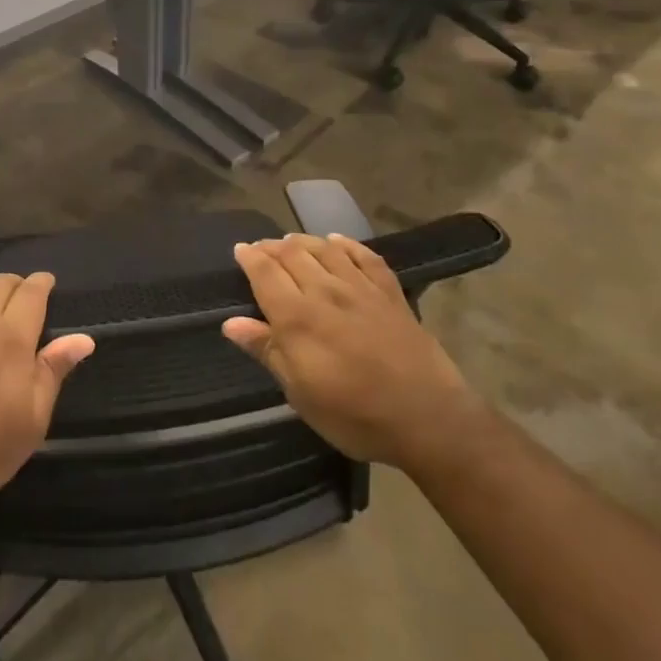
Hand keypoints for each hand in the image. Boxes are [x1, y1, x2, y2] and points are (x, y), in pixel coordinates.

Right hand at [223, 234, 479, 468]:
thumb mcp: (301, 394)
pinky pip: (365, 257)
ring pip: (325, 249)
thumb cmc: (355, 415)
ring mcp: (361, 289)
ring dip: (303, 241)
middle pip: (292, 254)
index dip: (249, 257)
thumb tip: (231, 323)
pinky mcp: (391, 294)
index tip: (239, 250)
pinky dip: (347, 245)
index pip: (265, 272)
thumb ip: (267, 351)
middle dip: (271, 246)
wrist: (429, 420)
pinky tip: (338, 242)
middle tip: (260, 248)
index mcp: (297, 317)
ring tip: (291, 241)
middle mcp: (326, 291)